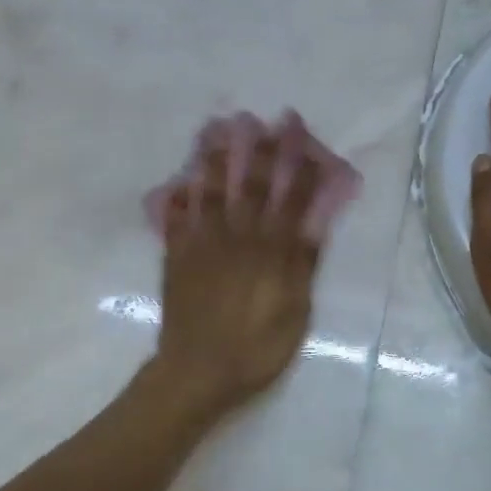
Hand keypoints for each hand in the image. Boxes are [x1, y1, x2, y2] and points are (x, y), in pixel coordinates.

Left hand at [152, 128, 324, 420]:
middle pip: (250, 185)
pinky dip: (175, 200)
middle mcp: (237, 238)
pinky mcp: (177, 258)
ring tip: (215, 128)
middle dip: (260, 150)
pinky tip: (175, 182)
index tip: (300, 132)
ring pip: (209, 192)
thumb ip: (302, 265)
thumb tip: (315, 223)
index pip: (290, 198)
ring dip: (213, 159)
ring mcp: (202, 245)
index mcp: (270, 251)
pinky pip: (175, 221)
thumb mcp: (295, 313)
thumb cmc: (256, 349)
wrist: (197, 372)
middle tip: (263, 118)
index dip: (298, 164)